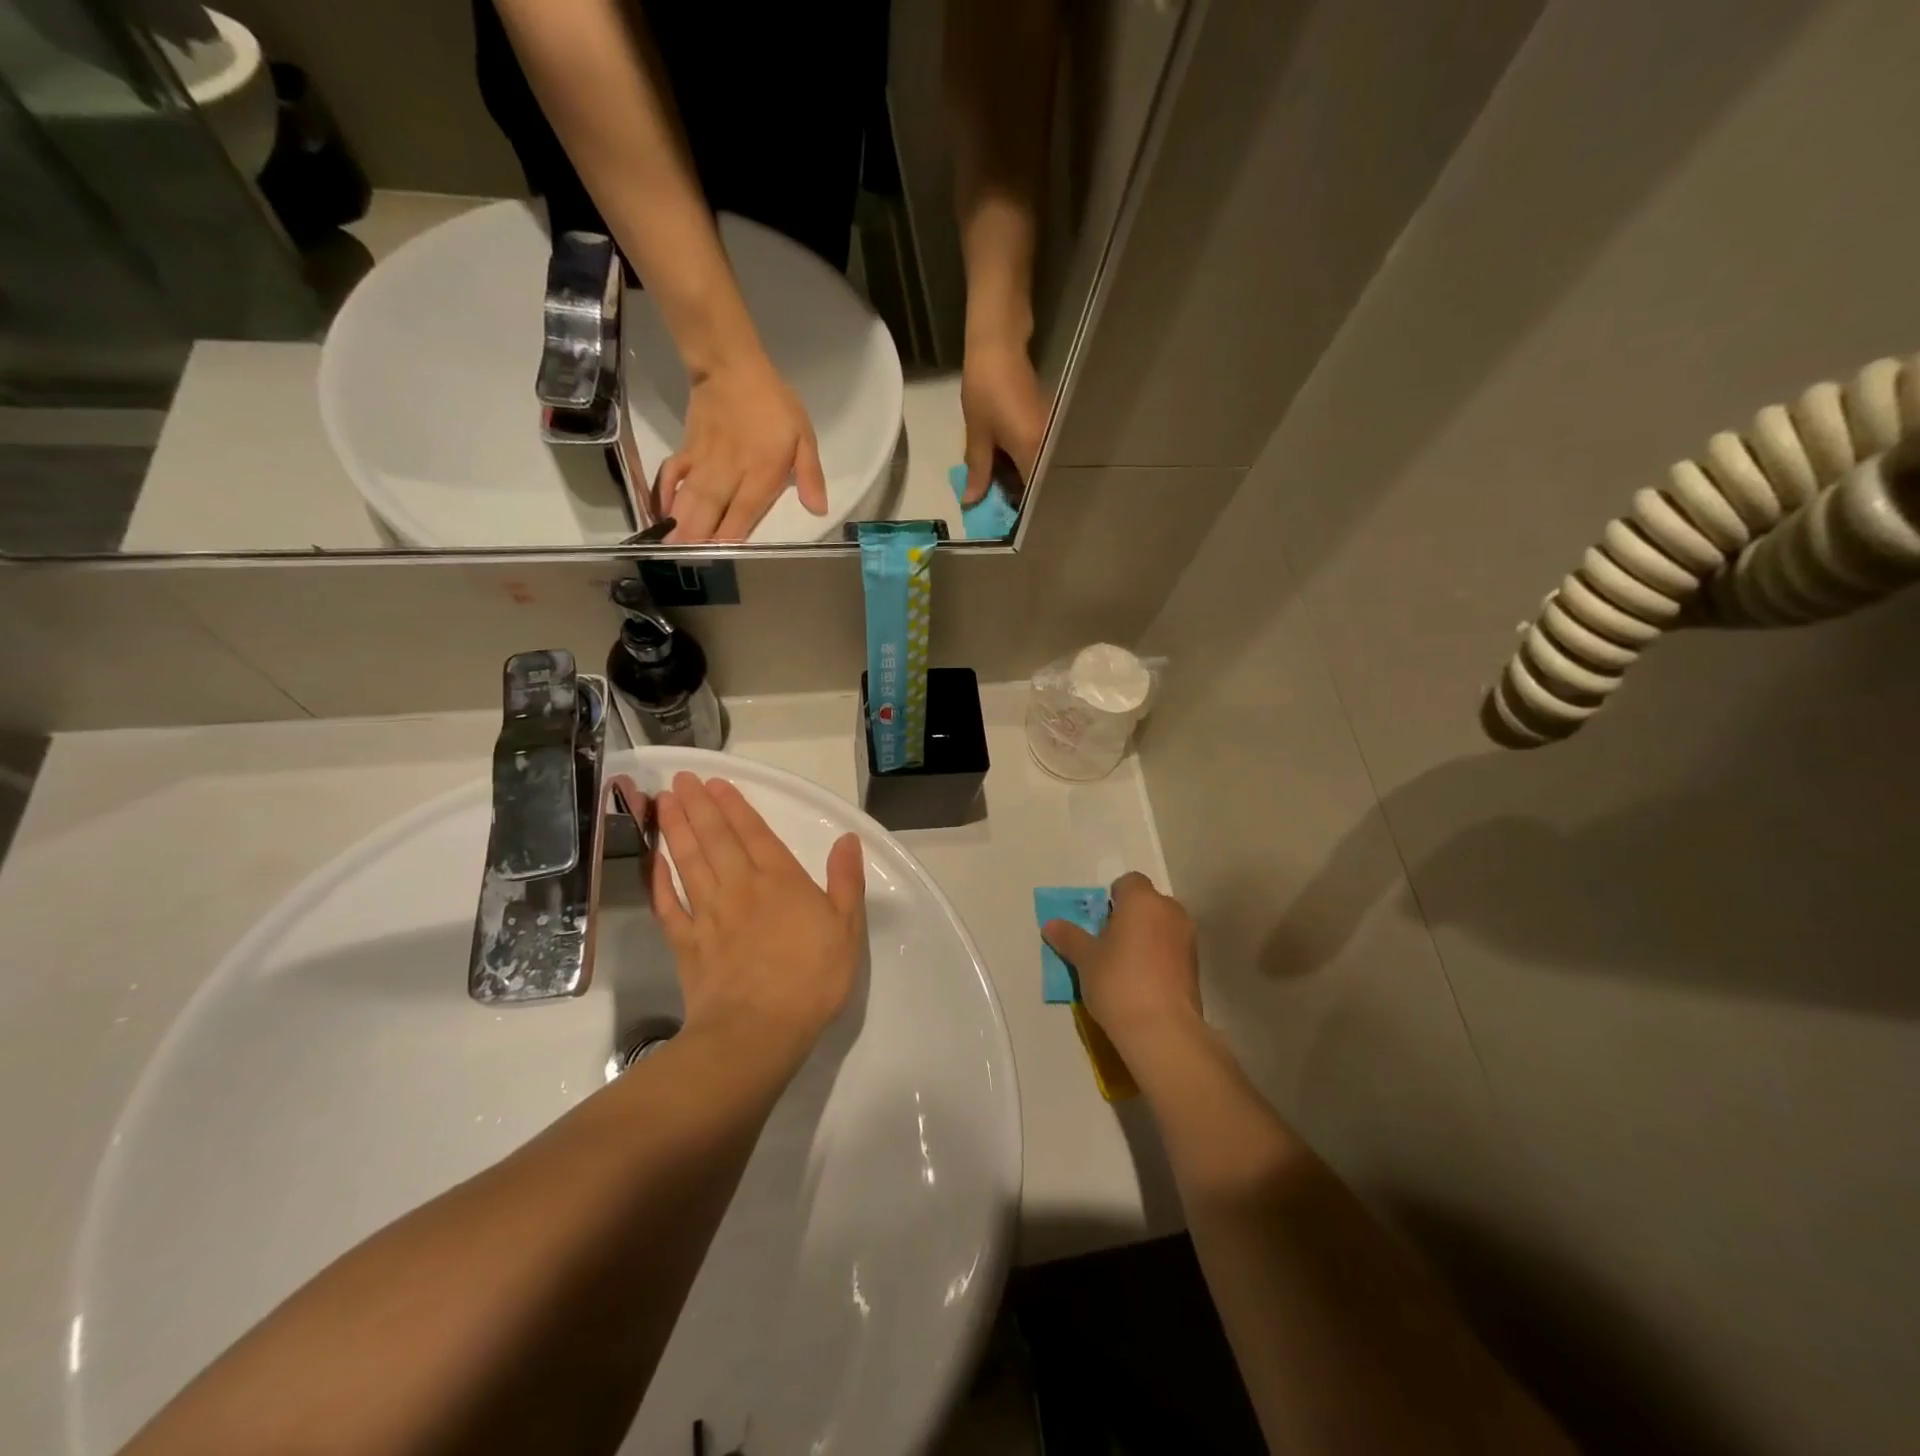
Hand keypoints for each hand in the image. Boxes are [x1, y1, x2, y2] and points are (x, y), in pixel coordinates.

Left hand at [650, 772, 866, 1070]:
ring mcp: (708, 914)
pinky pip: (668, 904)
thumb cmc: (812, 978)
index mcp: (780, 881)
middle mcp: (740, 887)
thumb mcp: (847, 927)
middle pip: (715, 839)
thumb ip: (845, 880)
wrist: (758, 1030)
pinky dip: (658, 880)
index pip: (754, 834)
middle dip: (698, 806)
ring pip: (689, 862)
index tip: (715, 783)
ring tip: (663, 802)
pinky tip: (653, 861)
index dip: (734, 806)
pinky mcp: (687, 943)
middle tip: (681, 780)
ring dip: (676, 830)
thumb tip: (847, 839)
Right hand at [658, 354, 826, 542]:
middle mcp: (731, 471)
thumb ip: (809, 475)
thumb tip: (818, 510)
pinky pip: (672, 474)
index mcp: (762, 472)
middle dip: (699, 536)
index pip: (745, 510)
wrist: (732, 366)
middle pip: (713, 508)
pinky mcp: (687, 449)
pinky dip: (664, 493)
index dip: (731, 534)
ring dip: (681, 522)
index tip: (720, 556)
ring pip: (691, 496)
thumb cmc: (774, 404)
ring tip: (670, 547)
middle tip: (686, 561)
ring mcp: (705, 461)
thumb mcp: (804, 437)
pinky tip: (660, 512)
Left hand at [959, 334, 1046, 505]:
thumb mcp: (977, 433)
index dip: (1018, 510)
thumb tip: (972, 501)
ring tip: (996, 490)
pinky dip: (1020, 464)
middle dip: (1018, 497)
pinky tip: (1003, 467)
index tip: (1002, 521)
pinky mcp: (1047, 425)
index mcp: (1034, 452)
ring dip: (1018, 481)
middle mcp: (1049, 447)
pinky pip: (1036, 455)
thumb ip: (978, 470)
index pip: (1033, 495)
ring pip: (1037, 470)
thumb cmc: (986, 387)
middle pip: (1038, 484)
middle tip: (995, 506)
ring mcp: (1051, 435)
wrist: (1000, 342)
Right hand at [1042, 872, 1201, 1070]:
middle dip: (1131, 917)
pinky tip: (1144, 983)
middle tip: (1109, 944)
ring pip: (1162, 926)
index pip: (1129, 882)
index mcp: (1142, 900)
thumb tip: (1050, 925)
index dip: (1113, 898)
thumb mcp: (1085, 960)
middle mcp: (1170, 911)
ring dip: (1147, 937)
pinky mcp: (1196, 966)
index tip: (1100, 922)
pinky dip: (1160, 957)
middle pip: (1148, 903)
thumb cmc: (1118, 982)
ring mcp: (1188, 938)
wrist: (1163, 1030)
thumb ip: (1069, 937)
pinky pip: (1172, 949)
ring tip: (1126, 967)